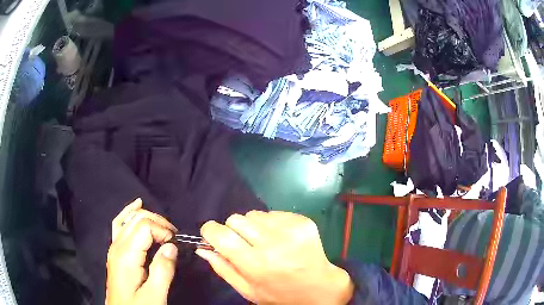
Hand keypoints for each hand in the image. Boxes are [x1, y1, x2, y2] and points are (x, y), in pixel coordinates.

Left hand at [106, 198, 178, 304]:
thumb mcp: (155, 295)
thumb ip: (163, 270)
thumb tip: (172, 246)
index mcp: (126, 255)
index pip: (144, 226)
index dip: (163, 231)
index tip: (176, 244)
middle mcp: (117, 245)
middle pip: (137, 218)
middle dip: (158, 222)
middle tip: (174, 237)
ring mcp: (114, 246)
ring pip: (129, 218)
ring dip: (148, 218)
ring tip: (164, 227)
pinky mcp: (115, 250)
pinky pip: (120, 223)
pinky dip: (129, 212)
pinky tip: (137, 205)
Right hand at [197, 211, 353, 304]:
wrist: (319, 288)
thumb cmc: (279, 294)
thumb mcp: (247, 290)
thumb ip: (222, 268)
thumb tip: (202, 247)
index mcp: (255, 264)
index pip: (220, 234)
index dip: (210, 231)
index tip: (212, 235)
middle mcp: (273, 243)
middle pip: (235, 219)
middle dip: (233, 230)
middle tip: (244, 244)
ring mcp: (290, 229)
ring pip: (254, 214)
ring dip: (253, 227)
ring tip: (265, 243)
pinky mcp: (303, 221)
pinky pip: (273, 213)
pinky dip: (271, 224)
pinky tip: (280, 239)